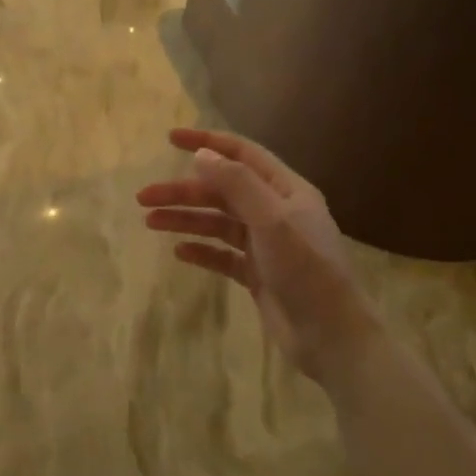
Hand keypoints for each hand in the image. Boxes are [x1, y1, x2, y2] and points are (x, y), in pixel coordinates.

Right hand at [137, 128, 375, 382]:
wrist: (332, 337)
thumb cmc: (306, 271)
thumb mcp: (272, 220)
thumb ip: (237, 184)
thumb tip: (201, 155)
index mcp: (287, 191)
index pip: (242, 155)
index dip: (207, 142)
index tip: (170, 139)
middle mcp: (276, 212)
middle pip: (222, 191)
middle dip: (183, 191)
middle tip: (144, 198)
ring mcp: (266, 245)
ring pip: (218, 223)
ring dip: (185, 219)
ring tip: (150, 223)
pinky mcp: (258, 275)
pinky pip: (222, 255)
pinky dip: (201, 250)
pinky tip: (179, 252)